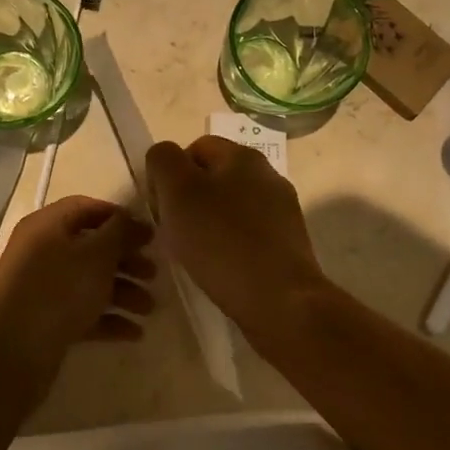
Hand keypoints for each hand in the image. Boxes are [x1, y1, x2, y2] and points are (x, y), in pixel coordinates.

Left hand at [0, 195, 154, 411]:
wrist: (10, 352)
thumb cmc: (57, 290)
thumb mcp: (96, 254)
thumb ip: (119, 232)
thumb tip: (133, 220)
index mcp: (47, 225)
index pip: (87, 208)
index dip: (120, 218)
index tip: (149, 235)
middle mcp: (41, 251)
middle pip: (91, 247)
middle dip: (126, 260)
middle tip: (154, 275)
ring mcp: (41, 288)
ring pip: (89, 282)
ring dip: (123, 292)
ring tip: (149, 310)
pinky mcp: (45, 321)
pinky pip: (82, 312)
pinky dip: (107, 318)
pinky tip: (133, 333)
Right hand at [147, 136, 327, 328]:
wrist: (280, 301)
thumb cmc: (221, 241)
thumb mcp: (177, 191)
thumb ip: (163, 161)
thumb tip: (165, 160)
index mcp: (243, 156)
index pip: (195, 148)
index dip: (170, 173)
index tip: (161, 207)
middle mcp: (268, 176)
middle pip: (213, 178)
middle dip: (189, 201)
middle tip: (174, 232)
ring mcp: (282, 211)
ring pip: (230, 208)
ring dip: (208, 225)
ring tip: (196, 255)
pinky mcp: (288, 244)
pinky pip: (247, 235)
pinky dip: (229, 247)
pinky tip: (221, 269)